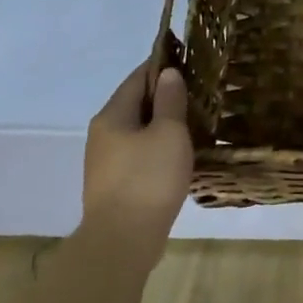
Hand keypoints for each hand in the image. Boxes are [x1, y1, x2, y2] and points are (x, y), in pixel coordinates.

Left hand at [84, 60, 193, 238]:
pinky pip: (139, 153)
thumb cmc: (148, 178)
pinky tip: (179, 154)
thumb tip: (168, 72)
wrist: (122, 242)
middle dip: (165, 96)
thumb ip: (170, 100)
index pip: (138, 77)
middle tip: (199, 92)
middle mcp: (103, 134)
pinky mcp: (115, 184)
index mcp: (112, 115)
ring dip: (163, 124)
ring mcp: (106, 162)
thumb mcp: (169, 133)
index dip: (162, 66)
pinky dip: (158, 147)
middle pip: (136, 103)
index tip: (189, 61)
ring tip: (195, 121)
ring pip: (138, 130)